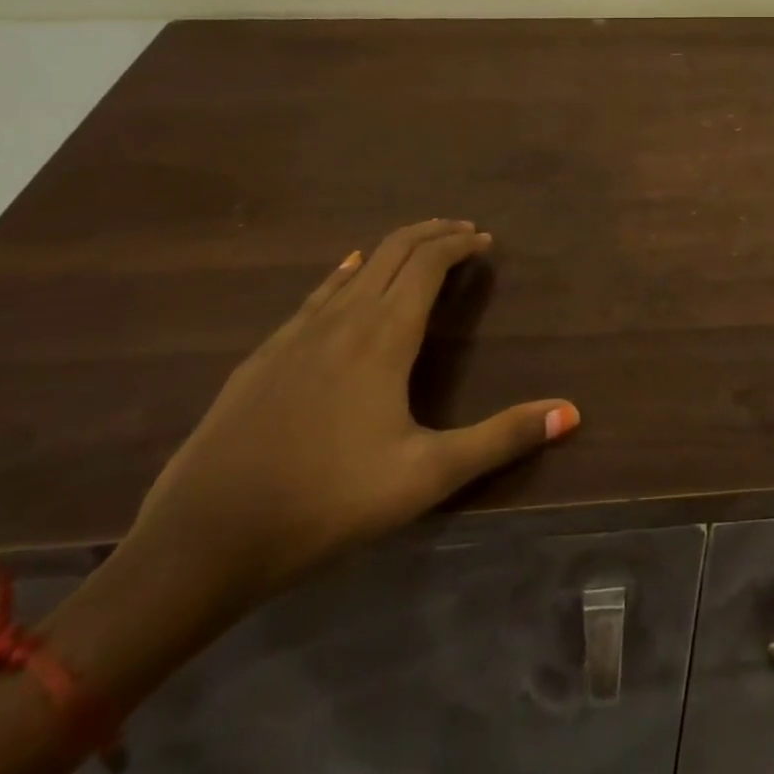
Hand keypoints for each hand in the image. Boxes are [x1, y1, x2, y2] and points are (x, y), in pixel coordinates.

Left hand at [123, 220, 578, 605]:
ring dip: (393, 249)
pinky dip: (348, 272)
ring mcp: (297, 332)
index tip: (485, 241)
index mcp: (384, 335)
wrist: (201, 541)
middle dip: (432, 233)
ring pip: (355, 266)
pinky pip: (319, 292)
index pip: (429, 262)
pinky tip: (346, 275)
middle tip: (463, 232)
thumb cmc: (326, 503)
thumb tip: (572, 412)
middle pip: (393, 251)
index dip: (460, 244)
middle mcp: (343, 317)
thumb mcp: (426, 477)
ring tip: (419, 249)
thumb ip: (501, 439)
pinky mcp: (265, 354)